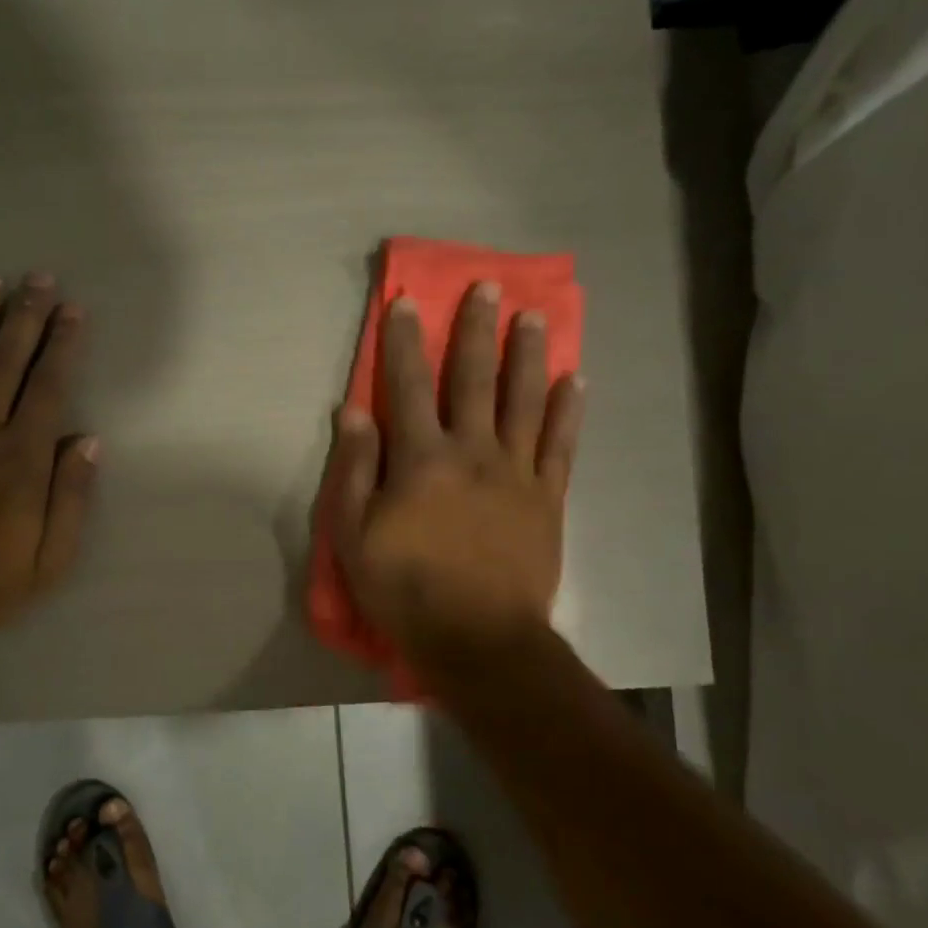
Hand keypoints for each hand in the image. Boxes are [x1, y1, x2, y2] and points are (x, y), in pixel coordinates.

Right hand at [323, 283, 584, 663]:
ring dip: (528, 355)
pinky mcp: (548, 499)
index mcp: (421, 459)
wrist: (479, 640)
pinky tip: (574, 380)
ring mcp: (517, 473)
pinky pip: (560, 445)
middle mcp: (472, 451)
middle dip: (477, 330)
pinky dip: (567, 410)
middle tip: (488, 287)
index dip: (405, 342)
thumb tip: (353, 411)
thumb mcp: (354, 536)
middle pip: (475, 379)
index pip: (408, 386)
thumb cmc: (405, 589)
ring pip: (524, 400)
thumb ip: (353, 469)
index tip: (407, 302)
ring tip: (534, 316)